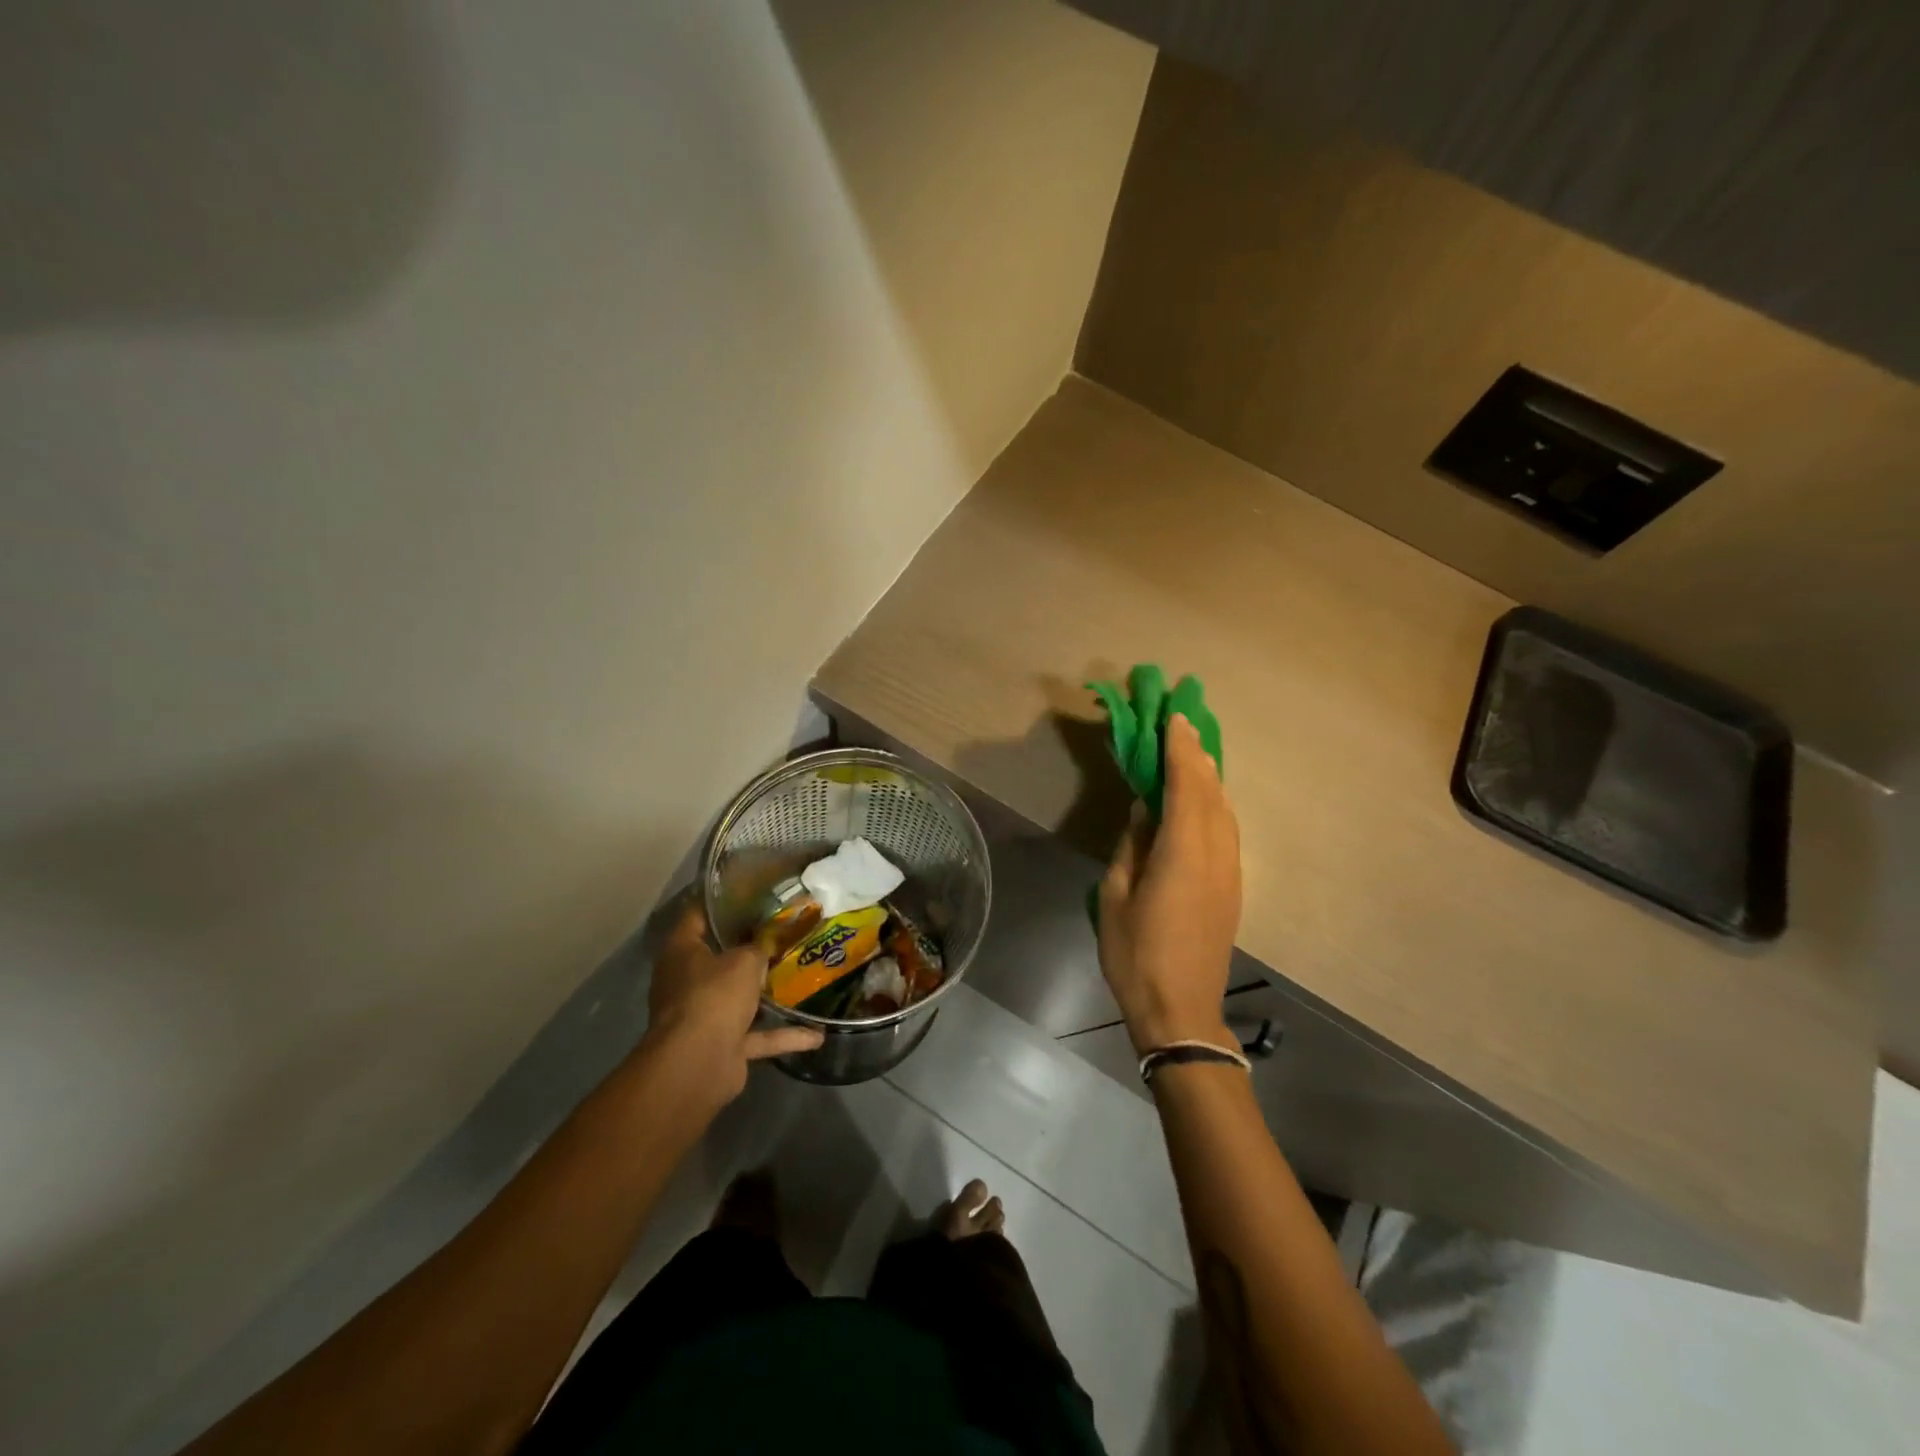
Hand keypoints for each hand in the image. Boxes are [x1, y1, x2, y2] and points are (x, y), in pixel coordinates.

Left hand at [641, 901, 824, 1104]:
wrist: (698, 1064)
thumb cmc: (714, 996)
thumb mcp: (744, 960)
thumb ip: (759, 947)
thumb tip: (768, 942)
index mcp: (682, 952)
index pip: (697, 914)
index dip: (721, 900)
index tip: (753, 889)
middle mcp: (687, 981)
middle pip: (719, 956)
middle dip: (750, 947)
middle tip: (784, 928)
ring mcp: (703, 1016)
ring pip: (739, 997)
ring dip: (766, 993)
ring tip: (800, 975)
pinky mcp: (723, 1045)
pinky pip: (758, 1035)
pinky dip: (784, 1034)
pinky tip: (818, 1035)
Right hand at [1098, 713, 1241, 1054]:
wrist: (1181, 1010)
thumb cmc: (1136, 953)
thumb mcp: (1115, 896)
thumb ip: (1132, 847)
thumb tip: (1144, 811)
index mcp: (1183, 853)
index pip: (1187, 786)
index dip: (1180, 750)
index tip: (1173, 717)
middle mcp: (1216, 855)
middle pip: (1213, 792)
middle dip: (1199, 754)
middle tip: (1184, 722)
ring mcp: (1230, 872)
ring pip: (1226, 811)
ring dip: (1210, 777)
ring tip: (1194, 751)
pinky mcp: (1232, 886)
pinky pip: (1227, 830)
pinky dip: (1215, 803)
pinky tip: (1203, 798)